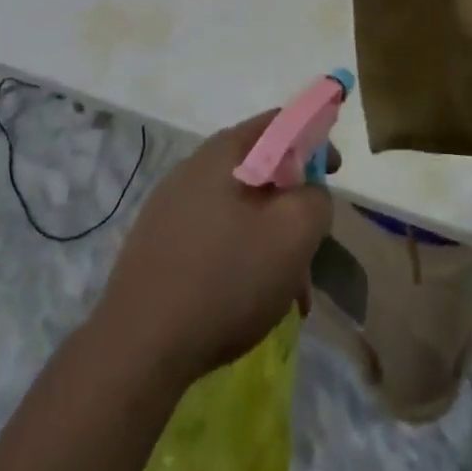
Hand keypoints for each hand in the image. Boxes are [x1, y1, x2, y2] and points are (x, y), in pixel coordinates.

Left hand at [92, 113, 331, 385]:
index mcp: (224, 152)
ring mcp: (171, 204)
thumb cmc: (224, 280)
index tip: (332, 174)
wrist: (138, 346)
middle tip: (311, 249)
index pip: (279, 123)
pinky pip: (214, 235)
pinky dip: (241, 258)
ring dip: (270, 240)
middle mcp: (194, 167)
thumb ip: (315, 200)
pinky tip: (248, 301)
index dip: (313, 141)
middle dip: (292, 206)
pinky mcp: (158, 241)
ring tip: (287, 293)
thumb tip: (309, 192)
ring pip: (239, 209)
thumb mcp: (292, 236)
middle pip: (260, 170)